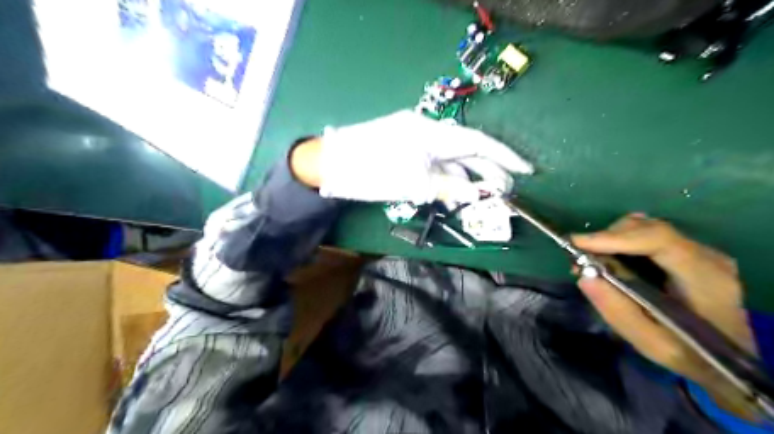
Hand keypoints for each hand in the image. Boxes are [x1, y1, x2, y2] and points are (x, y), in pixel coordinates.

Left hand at [293, 113, 536, 206]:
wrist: (328, 164)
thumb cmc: (370, 172)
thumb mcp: (413, 184)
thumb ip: (448, 189)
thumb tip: (478, 196)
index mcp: (431, 133)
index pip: (477, 142)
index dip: (504, 156)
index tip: (526, 170)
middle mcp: (428, 132)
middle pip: (467, 152)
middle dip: (488, 171)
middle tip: (506, 192)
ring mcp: (417, 141)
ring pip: (451, 161)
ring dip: (466, 180)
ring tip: (483, 200)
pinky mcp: (407, 151)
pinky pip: (435, 165)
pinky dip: (446, 180)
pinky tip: (456, 196)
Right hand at [570, 215, 760, 419]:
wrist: (730, 361)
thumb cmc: (692, 356)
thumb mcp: (652, 344)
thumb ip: (618, 311)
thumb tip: (583, 276)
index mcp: (706, 278)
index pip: (658, 239)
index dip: (614, 237)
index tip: (576, 244)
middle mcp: (706, 256)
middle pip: (648, 228)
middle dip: (607, 239)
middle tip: (579, 261)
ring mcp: (699, 251)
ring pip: (645, 228)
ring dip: (612, 240)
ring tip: (591, 263)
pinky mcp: (688, 252)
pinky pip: (647, 235)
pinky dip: (621, 243)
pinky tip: (610, 260)